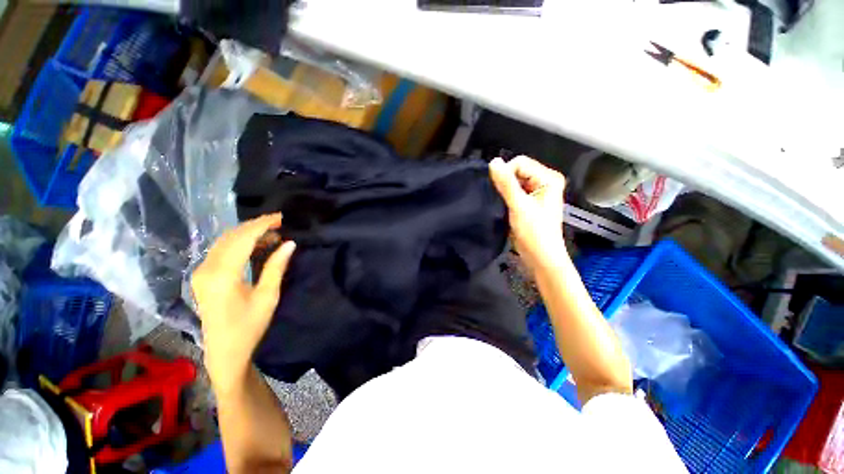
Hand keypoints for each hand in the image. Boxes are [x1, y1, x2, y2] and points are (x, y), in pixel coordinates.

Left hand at [191, 213, 295, 391]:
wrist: (224, 352)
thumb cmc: (249, 326)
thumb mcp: (268, 296)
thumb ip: (276, 267)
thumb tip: (289, 243)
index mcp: (222, 275)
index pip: (243, 238)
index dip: (263, 225)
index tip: (282, 217)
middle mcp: (206, 269)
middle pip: (231, 236)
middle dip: (256, 226)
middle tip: (280, 223)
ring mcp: (201, 272)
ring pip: (225, 241)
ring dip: (248, 233)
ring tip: (272, 233)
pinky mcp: (203, 276)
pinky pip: (221, 250)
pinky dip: (240, 243)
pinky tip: (256, 245)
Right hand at [489, 156, 566, 271]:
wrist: (540, 257)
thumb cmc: (534, 233)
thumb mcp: (519, 206)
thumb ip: (506, 184)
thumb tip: (493, 162)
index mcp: (548, 178)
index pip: (520, 163)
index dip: (507, 175)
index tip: (502, 193)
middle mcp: (544, 181)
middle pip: (517, 171)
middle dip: (506, 183)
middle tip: (504, 201)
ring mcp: (537, 192)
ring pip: (513, 182)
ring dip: (505, 191)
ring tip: (504, 205)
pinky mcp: (529, 202)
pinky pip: (514, 191)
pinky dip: (506, 197)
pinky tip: (505, 207)